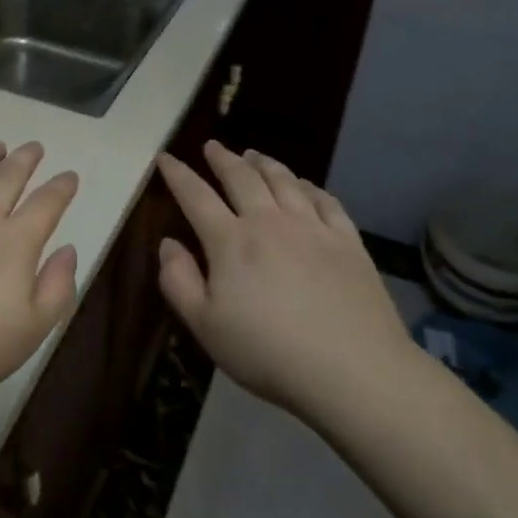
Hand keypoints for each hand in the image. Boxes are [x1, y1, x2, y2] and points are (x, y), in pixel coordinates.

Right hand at [156, 142, 416, 417]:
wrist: (352, 370)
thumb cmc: (268, 353)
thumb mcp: (205, 327)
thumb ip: (179, 282)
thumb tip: (168, 243)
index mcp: (230, 241)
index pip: (196, 196)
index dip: (178, 175)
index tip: (165, 157)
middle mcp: (269, 222)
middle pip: (242, 178)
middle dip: (223, 158)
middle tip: (212, 146)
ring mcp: (312, 228)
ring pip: (284, 181)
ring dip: (264, 164)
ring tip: (253, 155)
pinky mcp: (347, 241)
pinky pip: (325, 200)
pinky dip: (309, 186)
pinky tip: (304, 185)